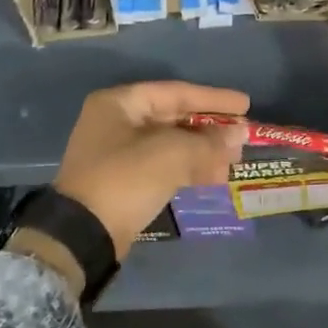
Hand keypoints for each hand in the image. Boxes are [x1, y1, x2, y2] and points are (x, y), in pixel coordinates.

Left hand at [53, 82, 249, 252]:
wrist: (83, 234)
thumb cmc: (125, 179)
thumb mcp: (172, 154)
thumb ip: (209, 142)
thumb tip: (240, 135)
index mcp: (120, 103)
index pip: (176, 92)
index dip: (214, 99)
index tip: (245, 105)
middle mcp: (117, 121)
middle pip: (174, 117)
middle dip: (210, 128)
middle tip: (242, 136)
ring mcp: (118, 152)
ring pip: (171, 143)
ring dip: (203, 151)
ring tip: (234, 160)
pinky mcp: (123, 180)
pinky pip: (163, 164)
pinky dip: (189, 167)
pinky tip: (214, 176)